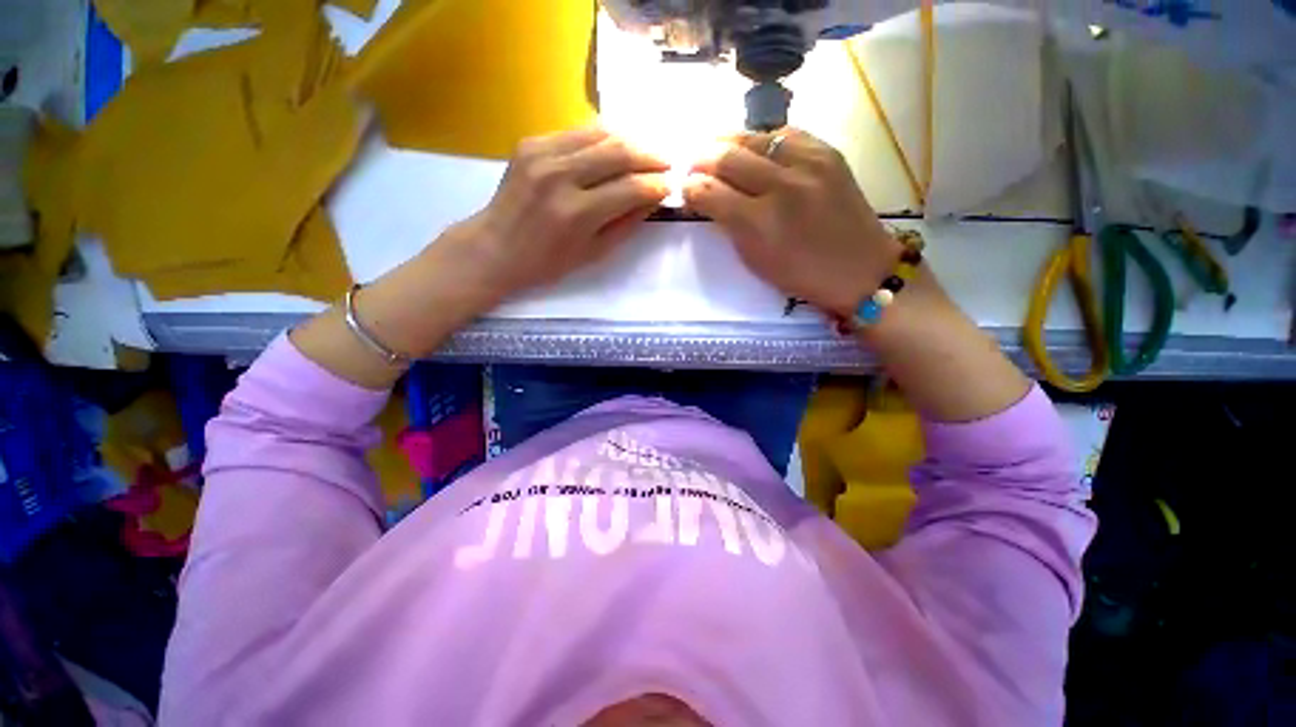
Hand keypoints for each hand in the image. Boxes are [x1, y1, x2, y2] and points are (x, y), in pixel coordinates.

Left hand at [447, 126, 668, 303]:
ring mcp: (542, 154)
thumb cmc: (548, 263)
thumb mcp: (593, 253)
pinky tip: (614, 148)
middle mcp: (560, 176)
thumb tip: (652, 198)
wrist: (496, 247)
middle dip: (650, 156)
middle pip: (618, 152)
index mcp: (576, 213)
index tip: (671, 186)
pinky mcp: (531, 142)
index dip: (656, 185)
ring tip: (646, 152)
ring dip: (630, 141)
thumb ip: (625, 223)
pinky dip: (603, 138)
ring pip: (600, 133)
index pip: (630, 188)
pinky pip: (578, 132)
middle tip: (667, 163)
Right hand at [684, 130, 898, 316]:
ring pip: (753, 137)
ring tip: (717, 150)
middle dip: (701, 159)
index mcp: (759, 225)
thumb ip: (728, 226)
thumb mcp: (754, 260)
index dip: (689, 187)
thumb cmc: (800, 275)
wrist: (859, 268)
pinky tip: (756, 150)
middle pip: (727, 157)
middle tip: (692, 164)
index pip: (709, 192)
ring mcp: (808, 164)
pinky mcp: (828, 152)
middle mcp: (781, 187)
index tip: (683, 188)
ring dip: (727, 142)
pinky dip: (762, 140)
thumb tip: (706, 197)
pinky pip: (784, 134)